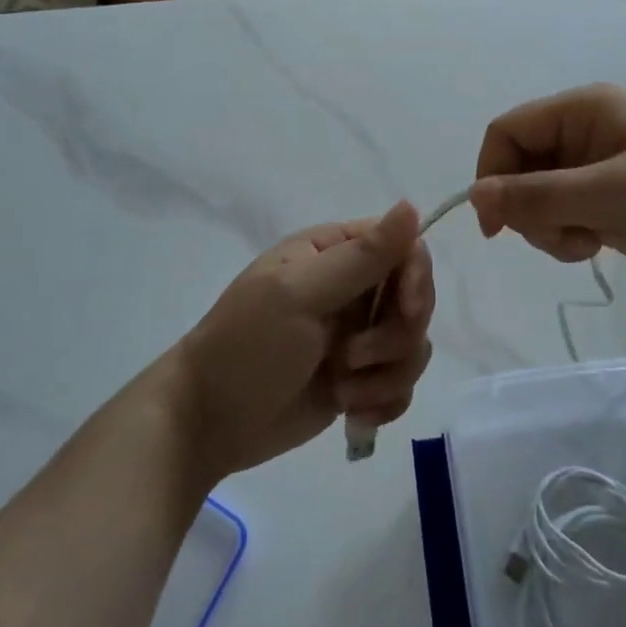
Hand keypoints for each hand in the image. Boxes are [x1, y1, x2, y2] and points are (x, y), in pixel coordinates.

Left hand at [169, 203, 435, 477]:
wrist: (208, 422)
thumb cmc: (248, 345)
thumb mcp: (300, 294)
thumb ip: (362, 256)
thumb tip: (411, 204)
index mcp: (334, 253)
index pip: (404, 248)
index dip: (416, 277)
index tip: (405, 307)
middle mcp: (352, 290)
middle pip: (416, 300)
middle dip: (395, 336)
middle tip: (352, 357)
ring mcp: (357, 337)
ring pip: (413, 346)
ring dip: (385, 376)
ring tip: (342, 390)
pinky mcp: (360, 381)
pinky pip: (401, 385)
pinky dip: (384, 402)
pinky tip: (353, 415)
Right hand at [469, 84, 625, 289]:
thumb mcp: (608, 194)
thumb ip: (536, 195)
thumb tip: (474, 197)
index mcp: (584, 109)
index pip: (507, 131)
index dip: (491, 174)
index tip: (496, 227)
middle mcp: (585, 132)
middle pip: (520, 166)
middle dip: (528, 208)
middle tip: (561, 238)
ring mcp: (598, 166)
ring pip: (538, 195)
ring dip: (548, 226)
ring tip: (586, 243)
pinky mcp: (611, 198)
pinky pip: (564, 213)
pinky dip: (568, 234)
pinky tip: (597, 246)